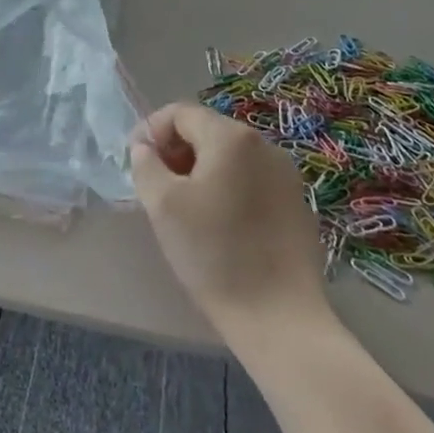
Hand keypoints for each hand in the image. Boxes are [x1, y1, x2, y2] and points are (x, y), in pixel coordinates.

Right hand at [131, 102, 329, 339]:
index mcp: (230, 137)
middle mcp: (263, 144)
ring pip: (230, 156)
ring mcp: (286, 173)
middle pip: (207, 131)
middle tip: (158, 188)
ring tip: (186, 208)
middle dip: (177, 151)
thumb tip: (144, 147)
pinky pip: (252, 178)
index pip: (180, 113)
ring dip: (202, 170)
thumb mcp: (163, 206)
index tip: (137, 162)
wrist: (280, 319)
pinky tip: (220, 224)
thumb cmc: (214, 254)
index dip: (152, 131)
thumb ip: (146, 165)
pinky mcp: (297, 202)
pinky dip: (229, 187)